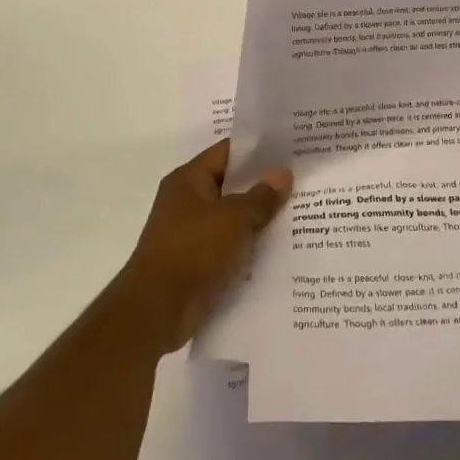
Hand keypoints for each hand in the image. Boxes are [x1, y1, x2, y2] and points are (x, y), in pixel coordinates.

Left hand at [115, 140, 292, 354]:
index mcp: (188, 179)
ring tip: (299, 214)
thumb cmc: (193, 250)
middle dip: (263, 186)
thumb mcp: (233, 218)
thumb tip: (283, 173)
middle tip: (301, 182)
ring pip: (232, 218)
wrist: (157, 309)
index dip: (257, 150)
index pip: (227, 152)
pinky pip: (229, 246)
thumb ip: (260, 197)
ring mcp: (191, 233)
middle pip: (231, 185)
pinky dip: (248, 247)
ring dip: (258, 219)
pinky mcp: (197, 262)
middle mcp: (187, 201)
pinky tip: (279, 249)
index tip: (289, 150)